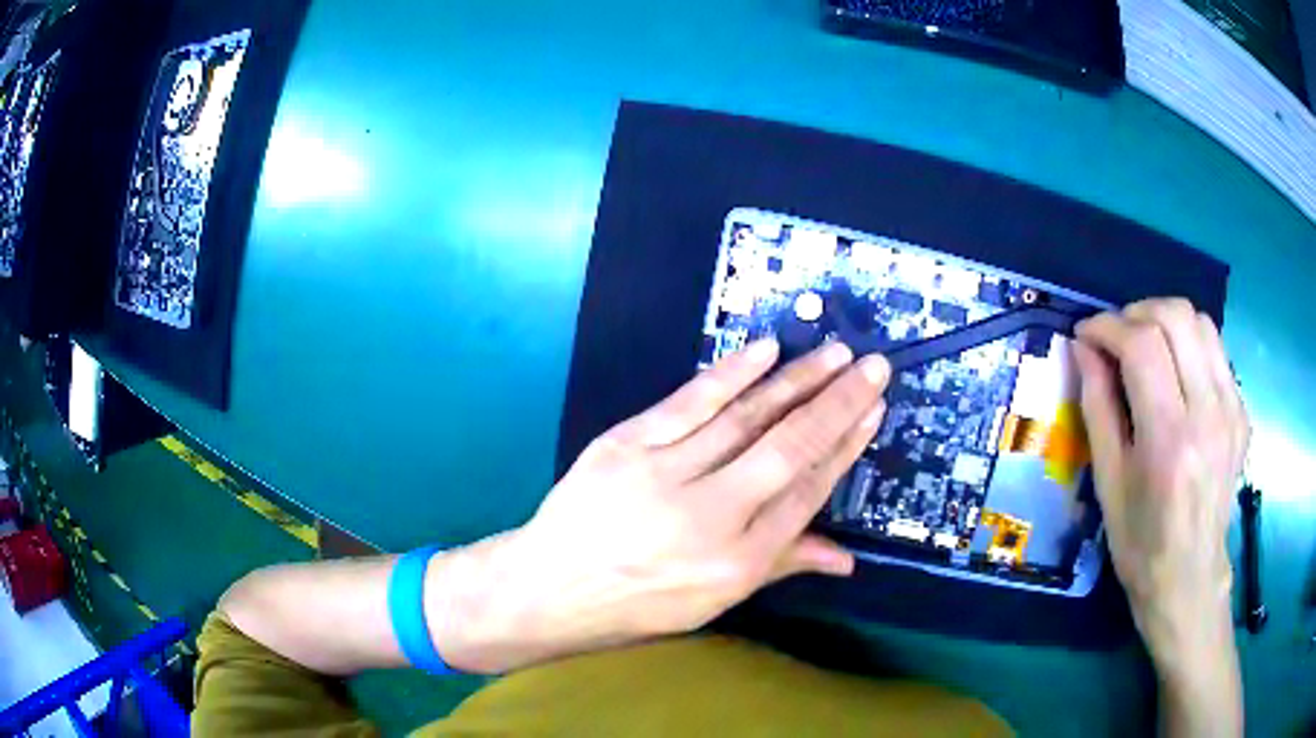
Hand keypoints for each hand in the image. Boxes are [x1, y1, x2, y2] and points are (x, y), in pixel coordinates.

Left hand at [427, 340, 889, 672]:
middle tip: (872, 367)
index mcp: (737, 560)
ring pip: (745, 417)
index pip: (806, 492)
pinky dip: (730, 374)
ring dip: (795, 380)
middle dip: (836, 403)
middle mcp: (710, 514)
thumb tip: (846, 559)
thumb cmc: (637, 604)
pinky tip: (766, 351)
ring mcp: (664, 473)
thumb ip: (781, 566)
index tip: (870, 412)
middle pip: (788, 448)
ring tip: (834, 354)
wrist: (550, 587)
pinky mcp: (625, 443)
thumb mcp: (715, 602)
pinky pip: (688, 402)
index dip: (844, 448)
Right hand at [1074, 297, 1246, 734]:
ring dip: (1166, 320)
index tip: (1086, 334)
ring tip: (1146, 346)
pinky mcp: (1241, 411)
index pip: (1142, 346)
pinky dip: (1189, 345)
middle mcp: (1208, 413)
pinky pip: (1216, 350)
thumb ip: (1098, 407)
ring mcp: (1231, 409)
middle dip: (1137, 313)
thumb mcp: (1108, 483)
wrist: (1189, 577)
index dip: (1107, 327)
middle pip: (1176, 317)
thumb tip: (1083, 349)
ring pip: (1201, 322)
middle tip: (1116, 338)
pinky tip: (1176, 374)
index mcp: (1169, 440)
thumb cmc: (1140, 543)